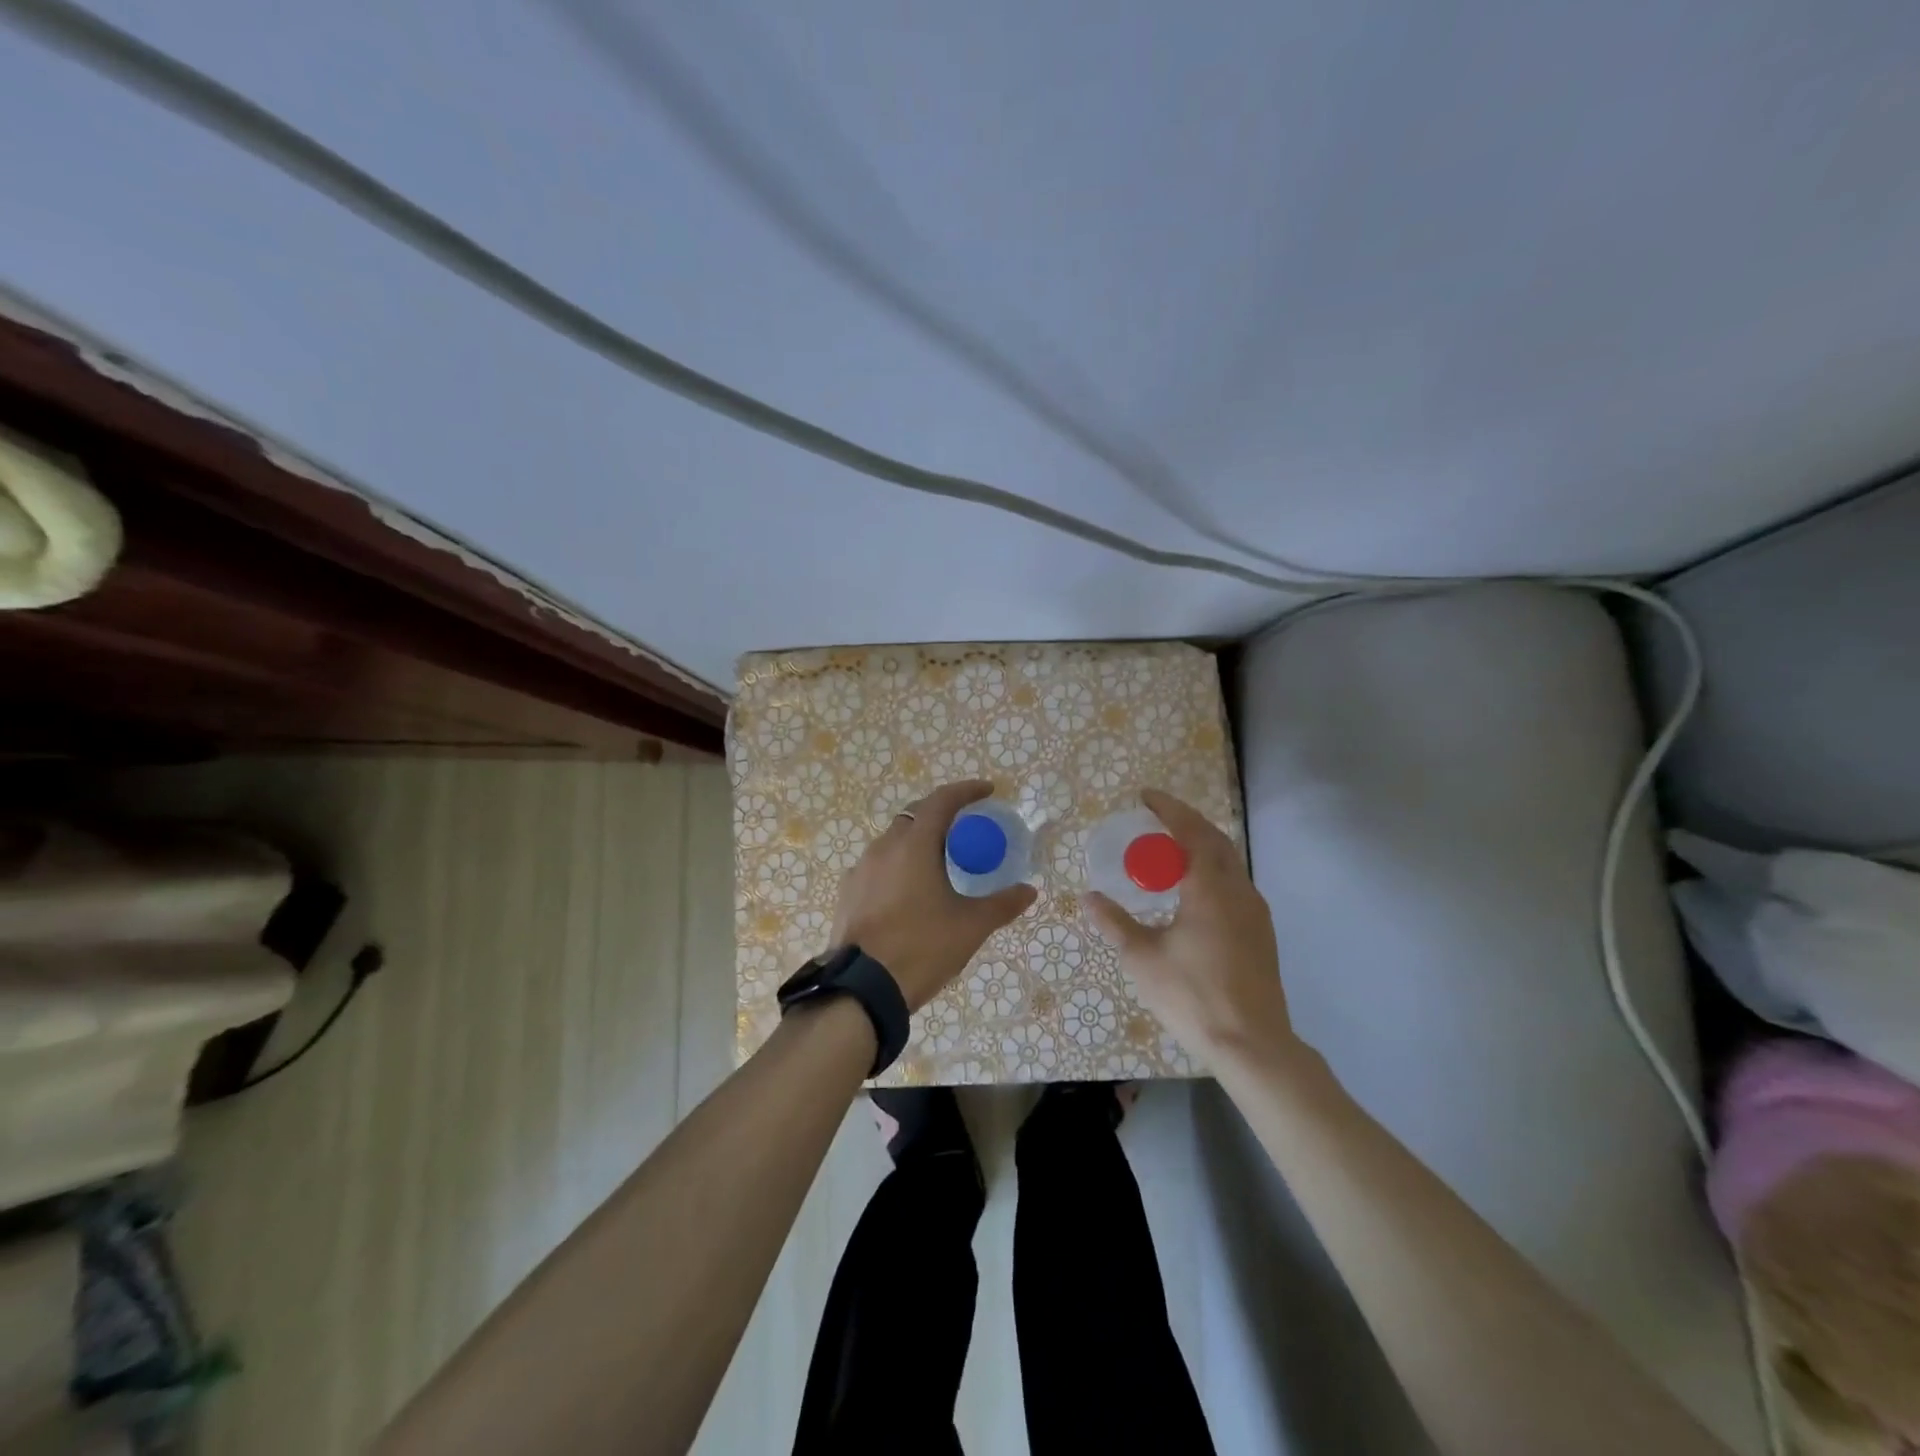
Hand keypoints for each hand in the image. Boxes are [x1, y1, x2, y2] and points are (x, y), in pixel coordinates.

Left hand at [831, 781, 1037, 1011]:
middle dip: (940, 814)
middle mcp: (884, 847)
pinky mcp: (848, 892)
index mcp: (914, 845)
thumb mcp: (970, 926)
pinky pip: (878, 865)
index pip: (942, 801)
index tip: (987, 791)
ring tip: (938, 862)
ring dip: (917, 841)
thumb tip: (1029, 890)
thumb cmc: (921, 947)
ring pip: (893, 840)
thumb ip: (1002, 904)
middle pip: (914, 816)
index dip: (966, 791)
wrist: (862, 989)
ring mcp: (861, 869)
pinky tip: (909, 891)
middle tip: (964, 828)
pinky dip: (898, 865)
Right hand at [1083, 789, 1292, 1063]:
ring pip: (1229, 862)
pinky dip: (1212, 870)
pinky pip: (1234, 883)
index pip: (1190, 831)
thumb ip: (1114, 923)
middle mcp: (1238, 890)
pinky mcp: (1261, 932)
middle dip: (1186, 822)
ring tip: (1171, 851)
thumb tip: (1089, 898)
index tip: (1145, 796)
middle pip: (1215, 840)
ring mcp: (1255, 912)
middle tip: (1156, 819)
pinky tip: (1193, 892)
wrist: (1252, 1044)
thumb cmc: (1192, 995)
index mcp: (1210, 888)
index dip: (1168, 809)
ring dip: (1201, 846)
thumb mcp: (1142, 958)